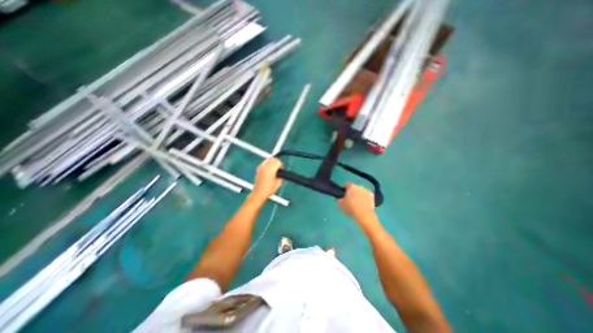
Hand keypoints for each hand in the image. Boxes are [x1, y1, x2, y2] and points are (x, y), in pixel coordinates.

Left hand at [251, 157, 282, 199]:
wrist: (258, 193)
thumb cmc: (269, 190)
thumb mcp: (278, 183)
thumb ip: (281, 175)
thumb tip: (281, 172)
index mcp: (270, 169)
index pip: (278, 161)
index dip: (281, 166)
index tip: (281, 171)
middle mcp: (265, 166)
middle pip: (273, 159)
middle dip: (277, 162)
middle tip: (278, 169)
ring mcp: (260, 167)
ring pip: (268, 159)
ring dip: (272, 162)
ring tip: (274, 169)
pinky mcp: (258, 169)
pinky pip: (264, 162)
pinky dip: (267, 164)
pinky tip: (269, 170)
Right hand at [338, 182, 373, 220]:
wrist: (364, 214)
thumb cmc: (351, 208)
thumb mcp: (341, 204)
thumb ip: (339, 198)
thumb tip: (340, 197)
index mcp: (351, 186)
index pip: (346, 184)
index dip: (345, 189)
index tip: (345, 194)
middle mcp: (359, 186)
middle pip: (354, 187)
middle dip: (352, 192)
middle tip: (351, 199)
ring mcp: (366, 190)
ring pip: (361, 191)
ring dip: (359, 194)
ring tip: (358, 203)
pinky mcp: (372, 195)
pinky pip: (366, 195)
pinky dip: (365, 197)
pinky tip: (364, 204)